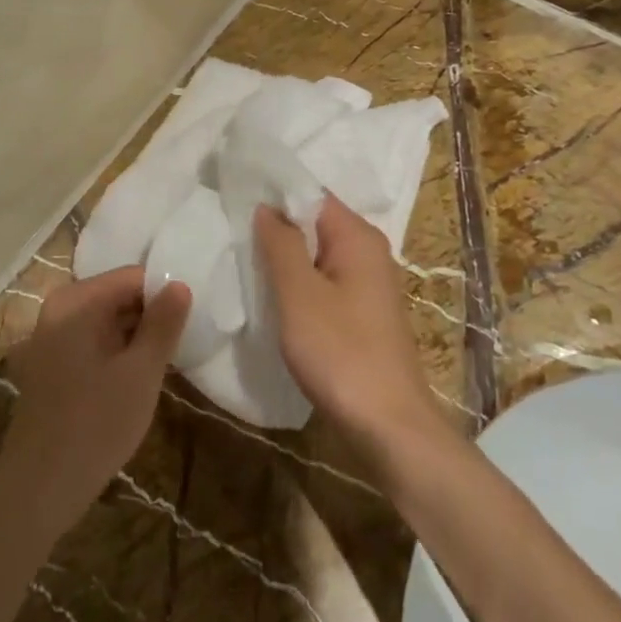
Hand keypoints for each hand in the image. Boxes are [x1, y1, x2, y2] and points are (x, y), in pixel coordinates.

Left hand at [0, 266, 189, 536]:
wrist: (39, 487)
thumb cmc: (96, 423)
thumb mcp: (141, 372)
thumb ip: (163, 323)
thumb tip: (181, 285)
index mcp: (78, 300)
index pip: (134, 277)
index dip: (166, 294)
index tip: (191, 321)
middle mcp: (60, 308)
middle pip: (119, 295)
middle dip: (152, 315)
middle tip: (182, 343)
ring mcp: (51, 336)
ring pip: (107, 321)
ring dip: (136, 337)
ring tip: (165, 362)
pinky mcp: (51, 363)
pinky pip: (93, 341)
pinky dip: (117, 352)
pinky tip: (137, 379)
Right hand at [254, 196, 444, 462]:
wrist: (388, 426)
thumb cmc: (340, 352)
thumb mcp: (299, 293)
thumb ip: (281, 244)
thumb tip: (267, 207)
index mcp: (358, 237)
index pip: (311, 195)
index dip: (273, 195)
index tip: (234, 201)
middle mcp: (369, 252)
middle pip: (315, 224)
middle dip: (276, 229)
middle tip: (231, 235)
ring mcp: (368, 284)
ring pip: (317, 255)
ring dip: (285, 259)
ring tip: (245, 263)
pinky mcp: (363, 313)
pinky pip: (325, 282)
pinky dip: (299, 284)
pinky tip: (274, 298)